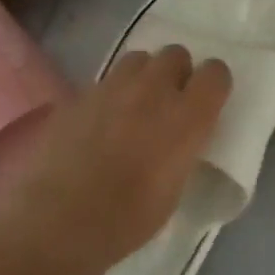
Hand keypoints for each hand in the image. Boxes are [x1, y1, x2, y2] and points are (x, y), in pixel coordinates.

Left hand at [0, 46, 231, 274]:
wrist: (59, 220)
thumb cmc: (126, 220)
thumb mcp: (174, 191)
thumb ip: (182, 150)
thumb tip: (179, 139)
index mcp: (185, 118)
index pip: (215, 74)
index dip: (213, 85)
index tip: (206, 103)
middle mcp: (152, 92)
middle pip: (175, 54)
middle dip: (177, 73)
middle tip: (169, 103)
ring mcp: (110, 88)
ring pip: (137, 59)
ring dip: (143, 76)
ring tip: (134, 106)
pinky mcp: (77, 95)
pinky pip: (104, 82)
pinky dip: (109, 95)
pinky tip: (99, 123)